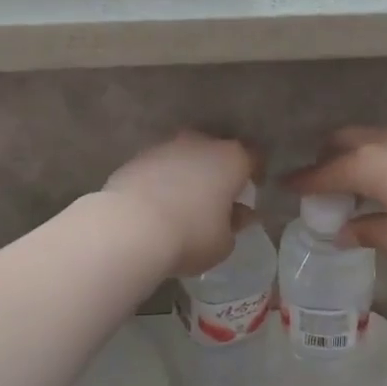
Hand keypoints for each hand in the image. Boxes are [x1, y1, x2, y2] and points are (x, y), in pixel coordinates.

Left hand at [104, 132, 256, 276]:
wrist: (130, 229)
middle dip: (219, 170)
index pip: (253, 157)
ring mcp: (165, 147)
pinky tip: (158, 204)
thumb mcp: (224, 242)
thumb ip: (234, 224)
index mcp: (231, 159)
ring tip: (185, 202)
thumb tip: (237, 214)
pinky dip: (162, 180)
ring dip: (188, 174)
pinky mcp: (136, 159)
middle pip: (216, 151)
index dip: (255, 173)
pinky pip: (159, 168)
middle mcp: (200, 143)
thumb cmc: (191, 235)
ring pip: (185, 156)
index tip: (254, 189)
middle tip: (218, 196)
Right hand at [285, 128, 386, 258]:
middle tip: (323, 183)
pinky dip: (374, 156)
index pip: (322, 174)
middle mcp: (380, 145)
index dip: (302, 182)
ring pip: (366, 139)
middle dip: (325, 158)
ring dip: (352, 155)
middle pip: (340, 142)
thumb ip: (366, 233)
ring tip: (355, 184)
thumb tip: (342, 233)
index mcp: (365, 166)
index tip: (284, 185)